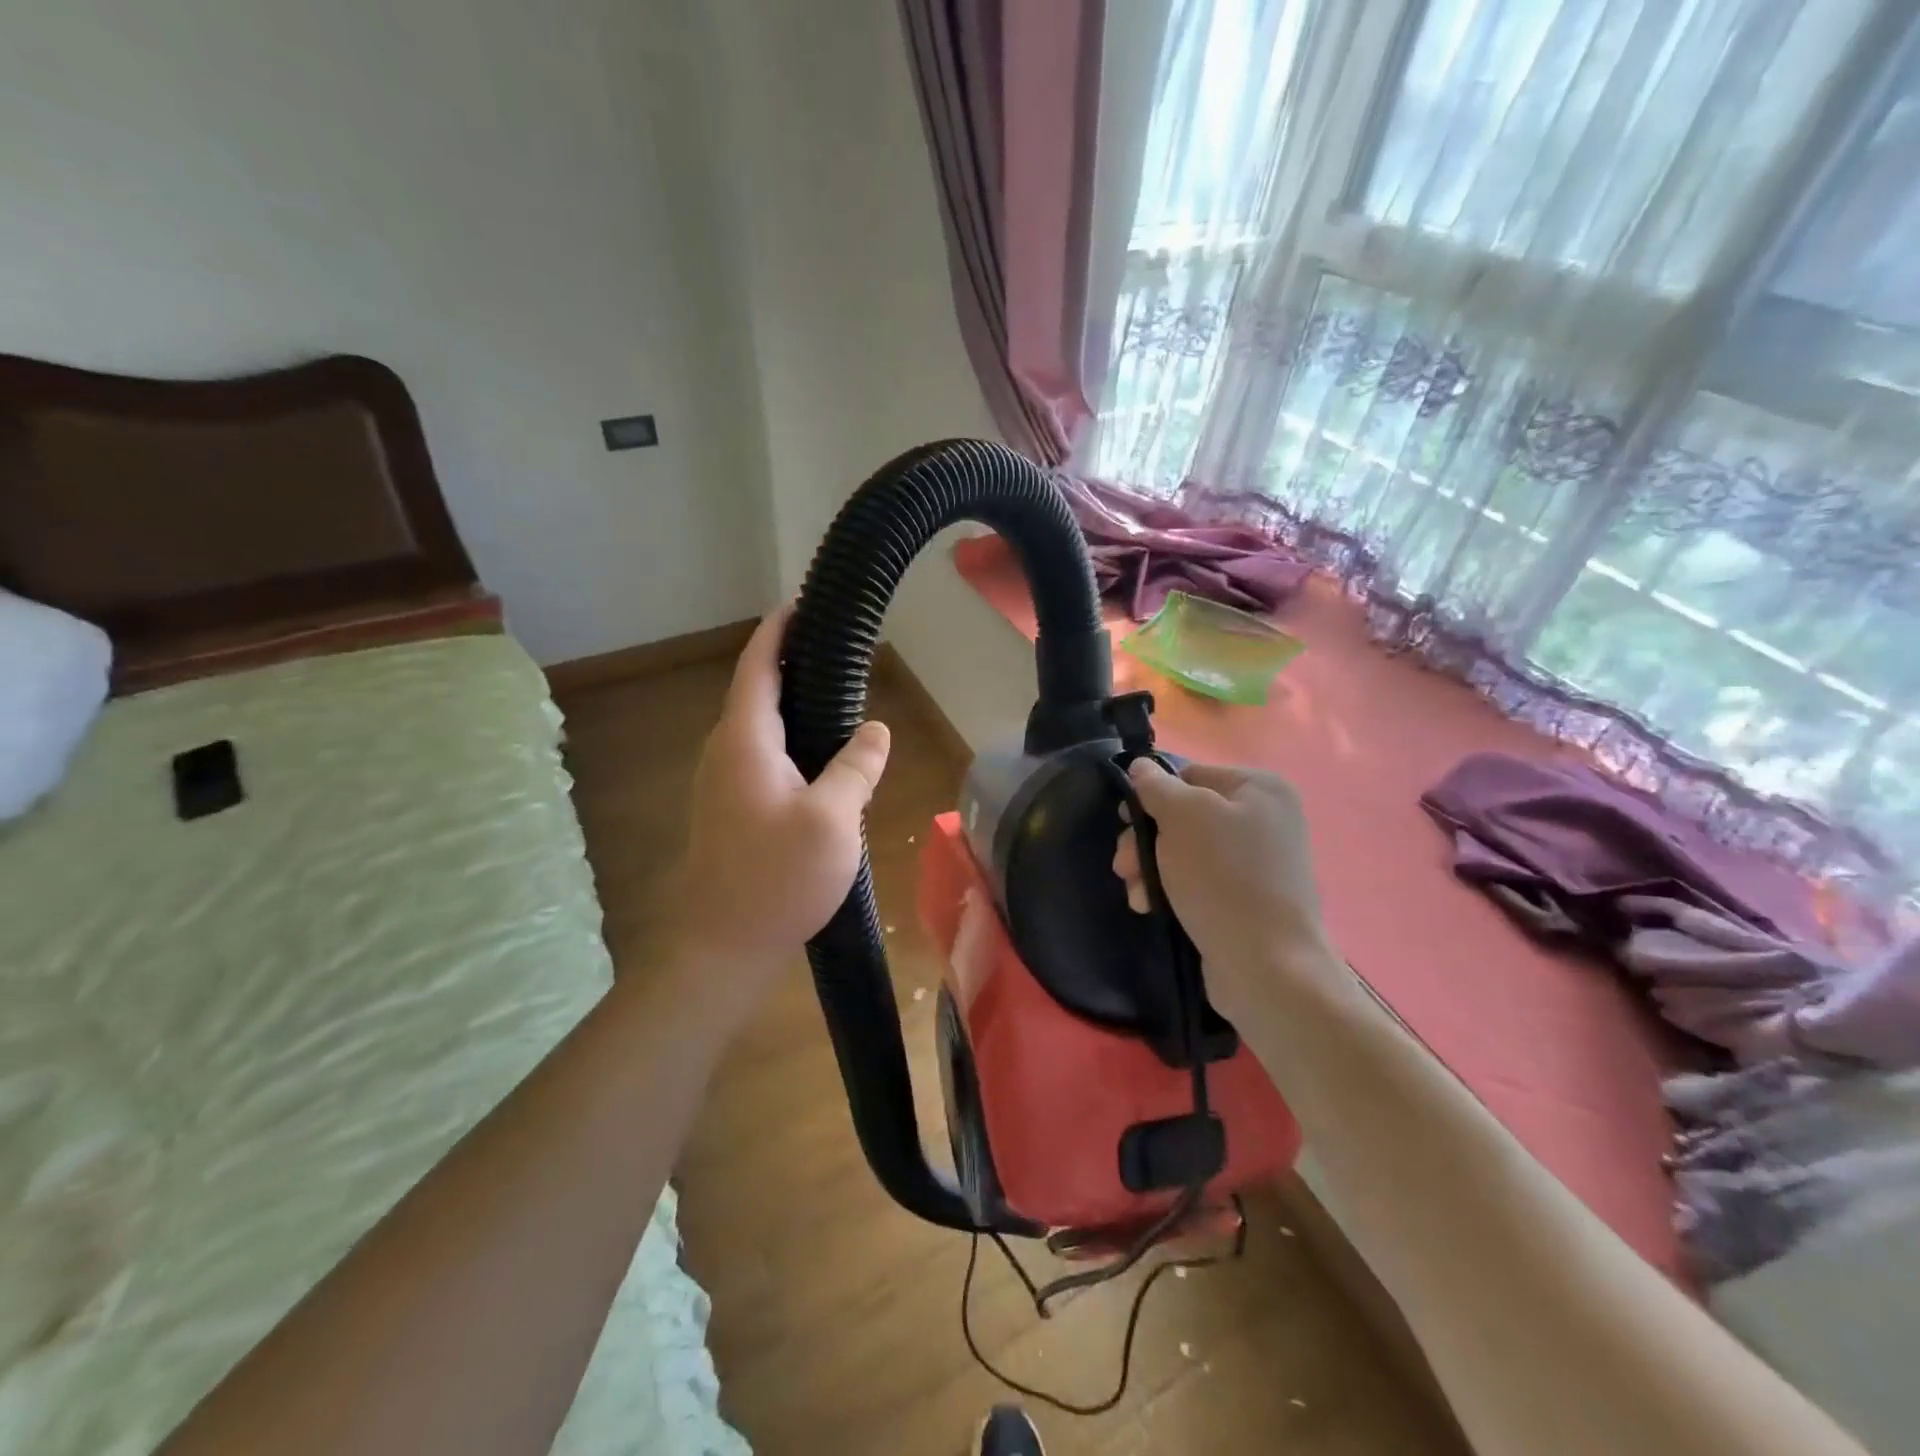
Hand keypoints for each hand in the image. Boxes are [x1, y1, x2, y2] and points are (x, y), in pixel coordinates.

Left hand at [667, 606, 889, 1014]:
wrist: (721, 948)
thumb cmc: (776, 878)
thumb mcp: (833, 819)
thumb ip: (856, 766)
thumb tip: (876, 729)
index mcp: (745, 741)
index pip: (757, 667)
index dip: (778, 631)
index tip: (802, 604)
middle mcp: (724, 753)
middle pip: (755, 692)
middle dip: (789, 664)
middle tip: (836, 651)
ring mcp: (721, 783)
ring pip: (758, 728)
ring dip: (790, 705)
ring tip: (835, 697)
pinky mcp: (729, 810)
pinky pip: (760, 757)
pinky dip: (789, 739)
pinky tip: (820, 758)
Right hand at [1114, 759, 1340, 1021]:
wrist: (1267, 967)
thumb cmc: (1223, 878)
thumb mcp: (1182, 818)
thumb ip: (1156, 786)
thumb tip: (1141, 766)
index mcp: (1260, 788)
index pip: (1189, 774)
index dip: (1151, 796)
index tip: (1124, 822)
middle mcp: (1264, 819)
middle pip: (1184, 815)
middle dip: (1146, 840)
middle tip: (1123, 866)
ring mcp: (1258, 862)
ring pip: (1184, 851)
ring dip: (1150, 868)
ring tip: (1135, 893)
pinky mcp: (1246, 899)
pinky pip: (1198, 881)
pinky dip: (1170, 890)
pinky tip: (1150, 907)